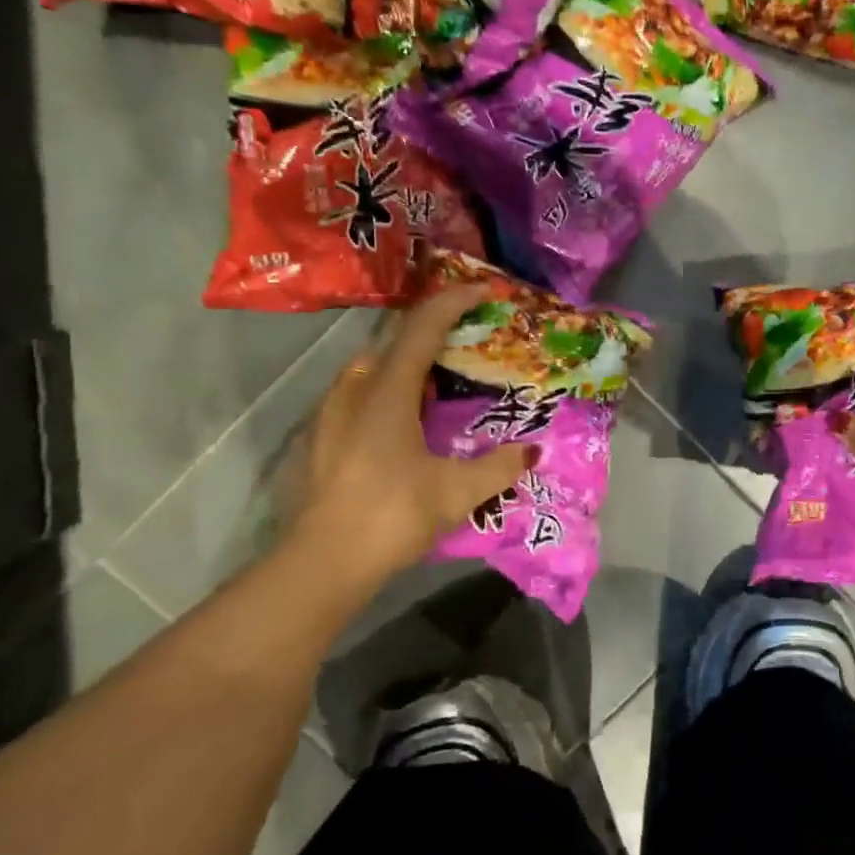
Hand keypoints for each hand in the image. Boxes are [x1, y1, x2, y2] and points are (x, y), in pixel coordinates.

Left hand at [281, 285, 537, 597]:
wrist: (322, 563)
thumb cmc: (392, 514)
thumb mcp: (457, 492)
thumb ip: (499, 467)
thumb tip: (533, 450)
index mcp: (388, 391)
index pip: (423, 327)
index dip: (455, 301)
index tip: (485, 290)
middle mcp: (355, 390)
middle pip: (395, 341)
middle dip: (433, 330)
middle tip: (468, 340)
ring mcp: (332, 413)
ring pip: (373, 368)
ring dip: (408, 361)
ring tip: (440, 381)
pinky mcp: (322, 438)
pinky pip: (360, 393)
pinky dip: (389, 389)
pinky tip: (405, 420)